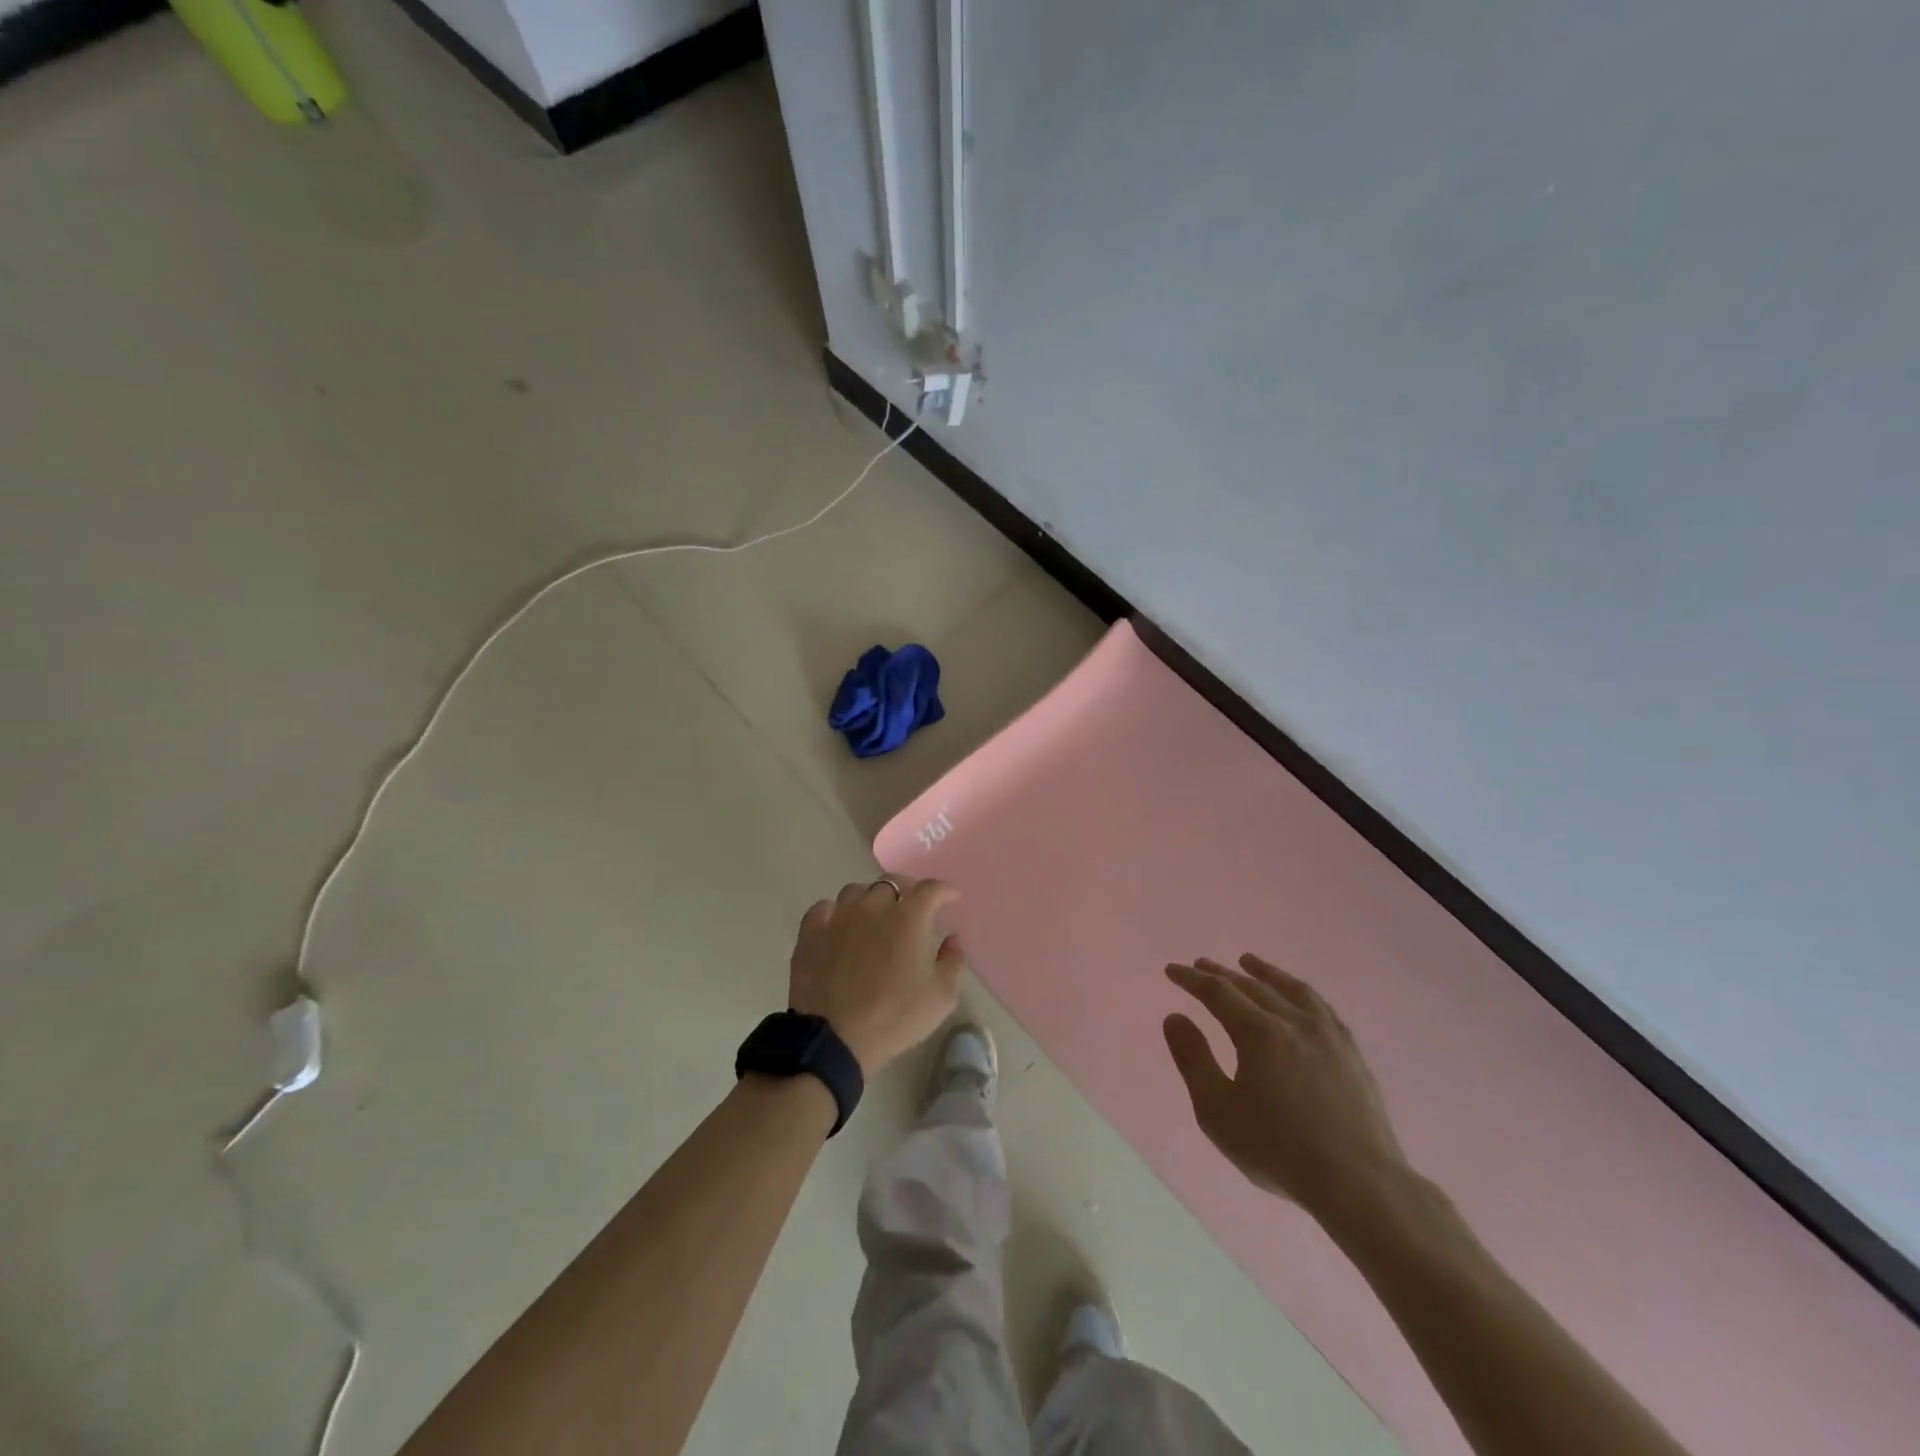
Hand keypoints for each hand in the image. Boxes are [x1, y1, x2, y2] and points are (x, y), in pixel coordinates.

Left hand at [789, 878, 966, 1076]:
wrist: (834, 1039)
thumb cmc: (894, 1017)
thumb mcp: (941, 997)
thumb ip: (953, 962)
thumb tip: (951, 939)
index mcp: (908, 918)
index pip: (930, 889)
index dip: (945, 890)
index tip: (952, 898)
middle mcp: (872, 907)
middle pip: (892, 882)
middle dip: (908, 889)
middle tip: (914, 906)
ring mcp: (838, 917)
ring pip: (856, 891)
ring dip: (871, 898)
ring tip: (876, 914)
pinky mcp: (811, 933)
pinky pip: (824, 908)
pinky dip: (836, 912)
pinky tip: (840, 926)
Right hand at [1164, 955, 1410, 1226]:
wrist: (1359, 1183)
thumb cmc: (1278, 1149)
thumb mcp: (1217, 1111)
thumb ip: (1193, 1060)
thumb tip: (1175, 1017)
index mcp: (1258, 1032)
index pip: (1217, 992)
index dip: (1192, 979)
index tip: (1172, 970)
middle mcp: (1293, 1021)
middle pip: (1252, 986)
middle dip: (1222, 973)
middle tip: (1201, 963)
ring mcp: (1328, 1035)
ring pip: (1291, 989)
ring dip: (1265, 972)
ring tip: (1248, 961)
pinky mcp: (1351, 1053)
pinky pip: (1321, 1007)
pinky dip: (1300, 992)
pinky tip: (1298, 997)